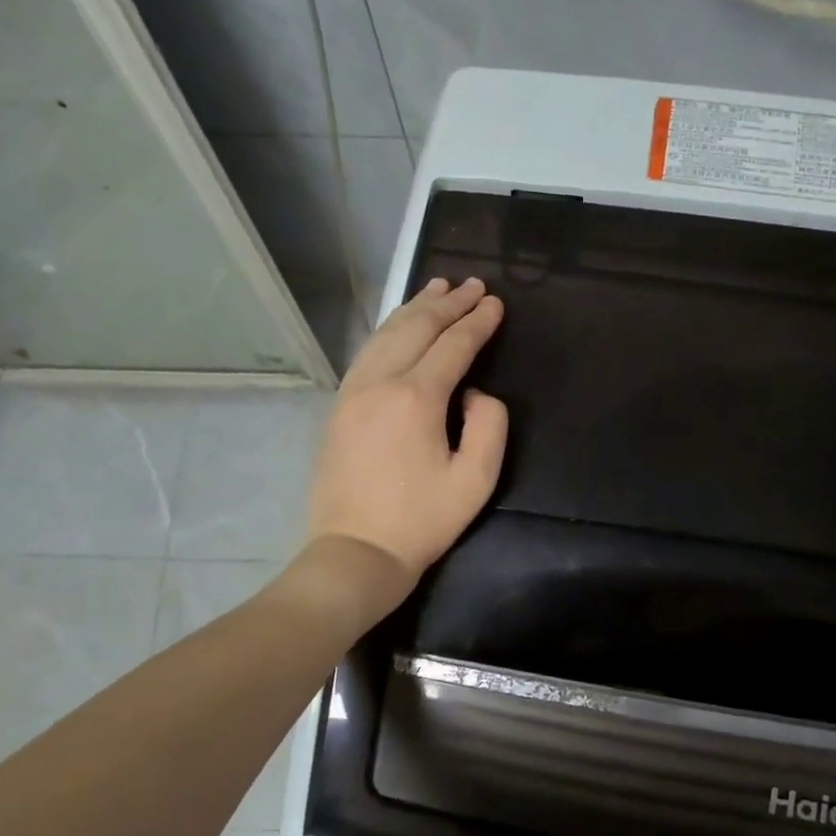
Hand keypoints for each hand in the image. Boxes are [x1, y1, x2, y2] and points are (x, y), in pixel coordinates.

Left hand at [306, 276, 508, 592]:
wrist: (356, 551)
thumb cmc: (422, 521)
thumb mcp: (475, 480)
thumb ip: (489, 425)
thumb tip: (474, 392)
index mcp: (416, 397)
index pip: (453, 345)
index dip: (478, 322)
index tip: (496, 303)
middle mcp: (380, 382)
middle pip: (417, 328)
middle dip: (448, 303)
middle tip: (473, 284)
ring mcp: (353, 391)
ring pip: (386, 334)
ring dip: (415, 307)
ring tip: (438, 287)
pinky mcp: (339, 405)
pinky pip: (367, 352)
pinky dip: (389, 329)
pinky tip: (400, 323)